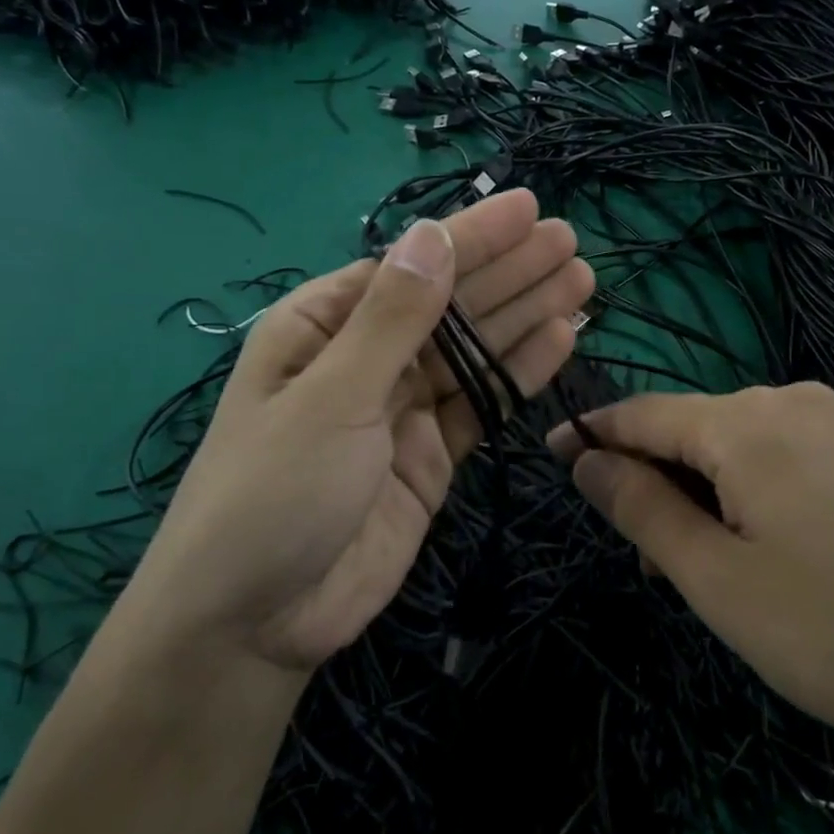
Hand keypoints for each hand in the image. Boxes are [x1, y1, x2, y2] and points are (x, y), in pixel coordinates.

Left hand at [118, 189, 592, 681]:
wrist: (254, 624)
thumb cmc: (273, 493)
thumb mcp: (330, 396)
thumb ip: (391, 319)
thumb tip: (431, 235)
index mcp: (323, 327)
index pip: (410, 267)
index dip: (472, 237)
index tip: (529, 209)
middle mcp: (365, 358)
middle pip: (449, 305)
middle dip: (509, 272)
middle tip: (570, 243)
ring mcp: (401, 410)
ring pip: (473, 351)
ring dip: (525, 316)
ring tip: (579, 281)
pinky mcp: (430, 457)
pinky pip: (481, 404)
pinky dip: (518, 374)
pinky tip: (560, 340)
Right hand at [549, 384, 833, 788]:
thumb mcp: (715, 578)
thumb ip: (640, 507)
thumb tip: (584, 458)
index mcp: (746, 420)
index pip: (642, 413)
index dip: (591, 434)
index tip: (550, 455)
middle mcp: (788, 401)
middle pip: (687, 429)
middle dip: (652, 482)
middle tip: (647, 565)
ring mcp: (831, 425)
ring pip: (727, 447)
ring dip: (695, 495)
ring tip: (699, 574)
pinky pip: (770, 459)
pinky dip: (738, 496)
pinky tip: (749, 551)